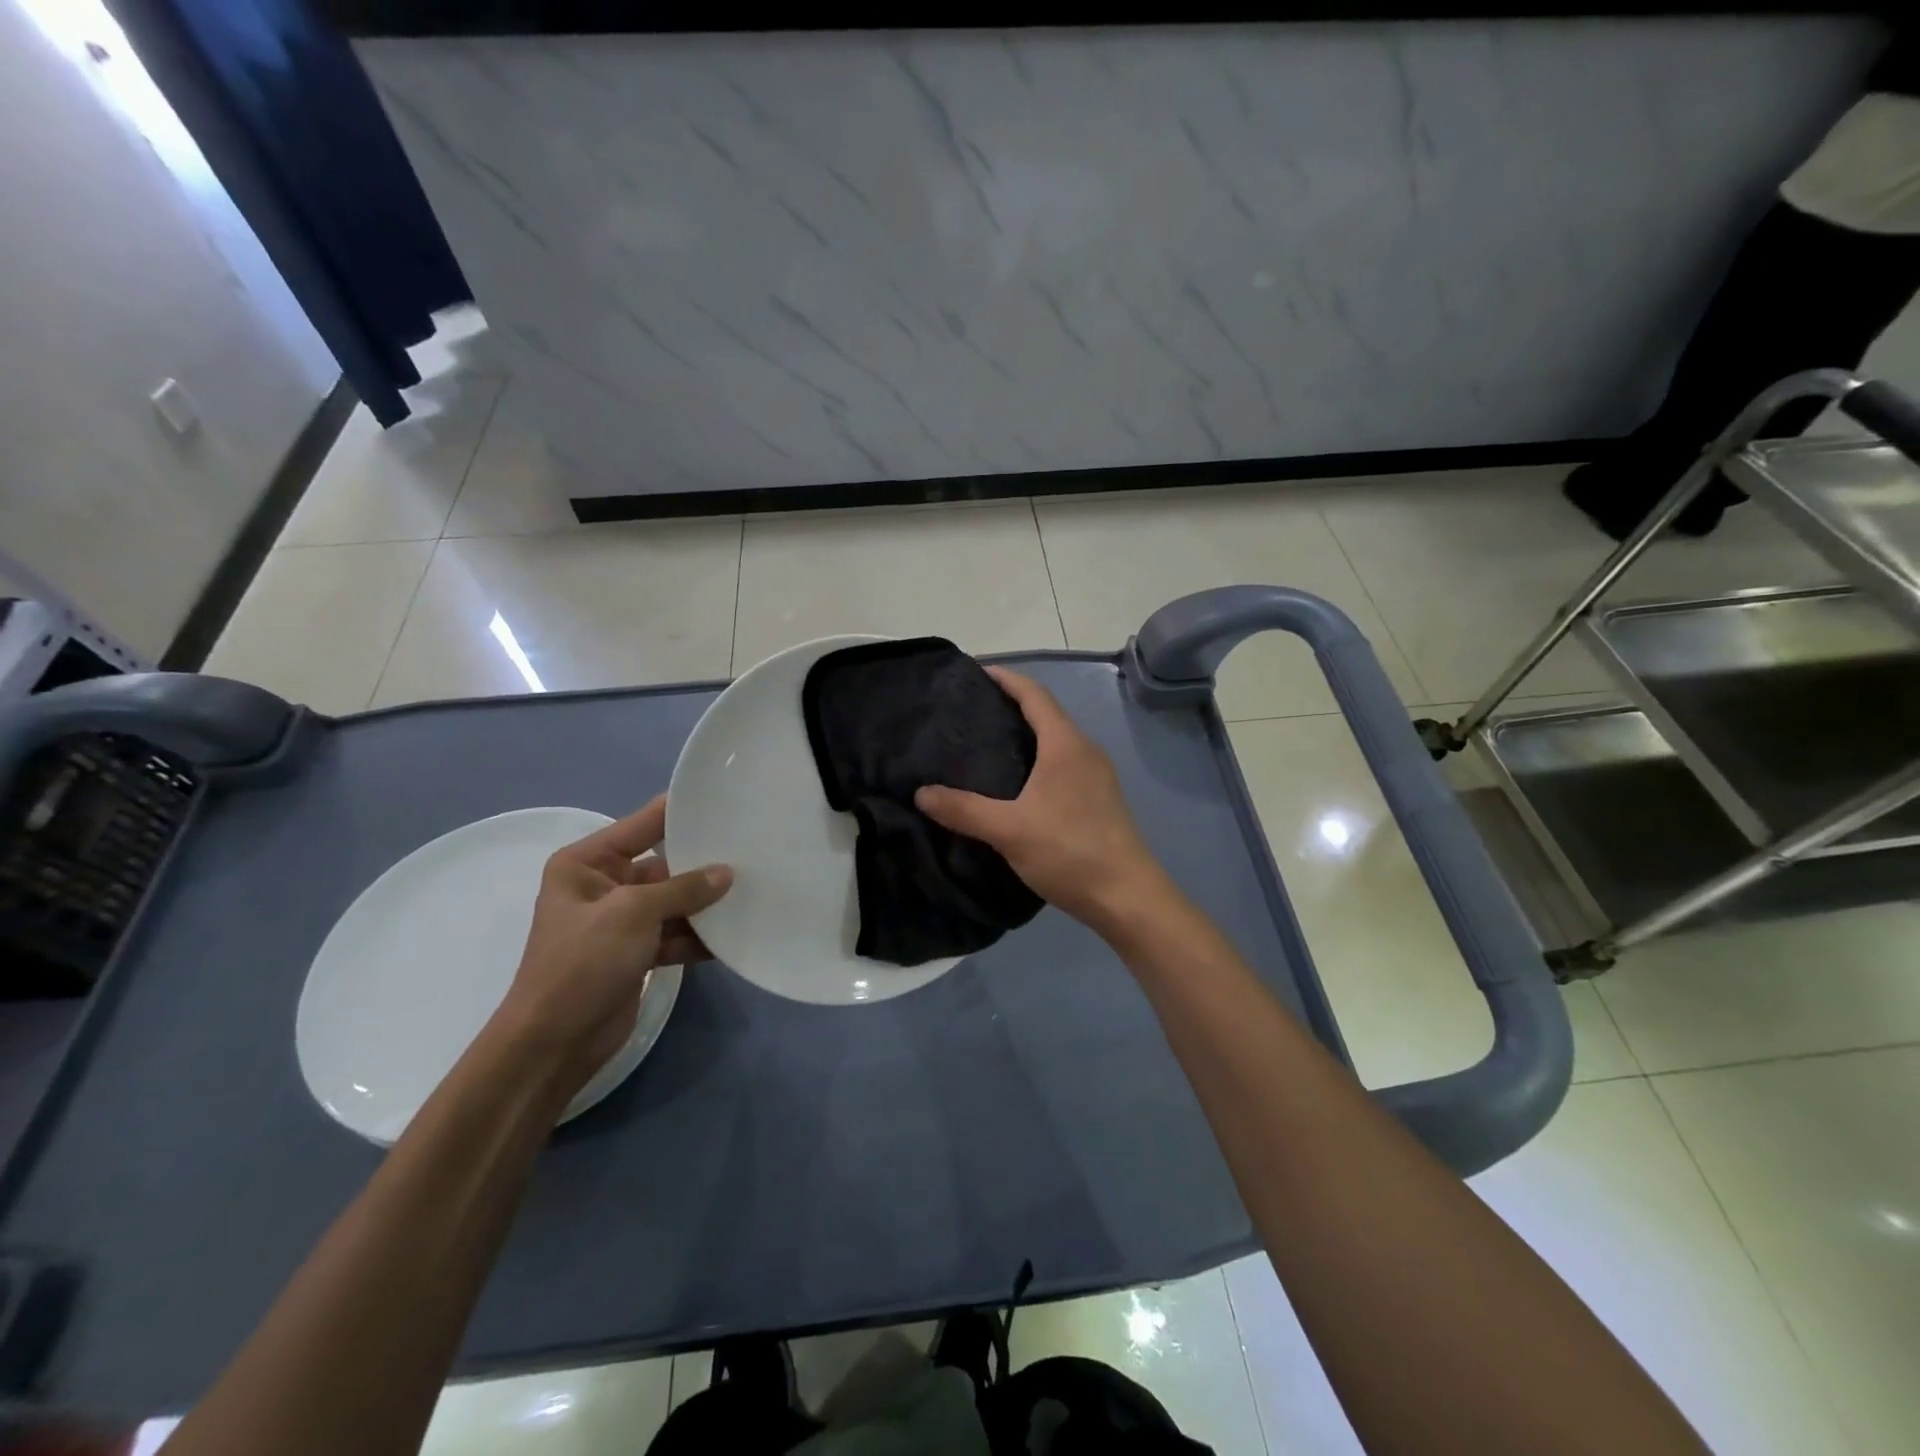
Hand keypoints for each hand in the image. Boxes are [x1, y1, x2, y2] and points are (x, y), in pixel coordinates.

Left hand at [493, 795, 730, 1093]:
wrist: (554, 1044)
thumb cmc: (581, 963)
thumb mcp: (632, 913)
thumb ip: (683, 889)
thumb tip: (727, 873)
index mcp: (587, 863)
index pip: (643, 824)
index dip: (681, 811)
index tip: (726, 799)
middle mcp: (605, 885)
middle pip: (665, 864)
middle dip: (704, 863)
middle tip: (753, 848)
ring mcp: (622, 921)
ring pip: (675, 901)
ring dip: (707, 904)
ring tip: (753, 891)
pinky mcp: (638, 953)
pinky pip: (677, 933)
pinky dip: (700, 936)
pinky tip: (735, 934)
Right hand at [916, 667, 1168, 932]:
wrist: (1128, 898)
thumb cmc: (1070, 852)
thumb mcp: (1009, 830)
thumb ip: (963, 810)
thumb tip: (921, 793)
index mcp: (1066, 745)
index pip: (1034, 694)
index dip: (1006, 678)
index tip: (976, 671)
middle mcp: (1085, 750)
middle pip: (1046, 713)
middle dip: (1011, 705)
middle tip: (970, 712)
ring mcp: (1097, 775)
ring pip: (1056, 741)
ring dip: (1025, 734)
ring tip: (985, 745)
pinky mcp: (1099, 799)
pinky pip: (1063, 763)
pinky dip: (1037, 759)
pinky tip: (1015, 784)